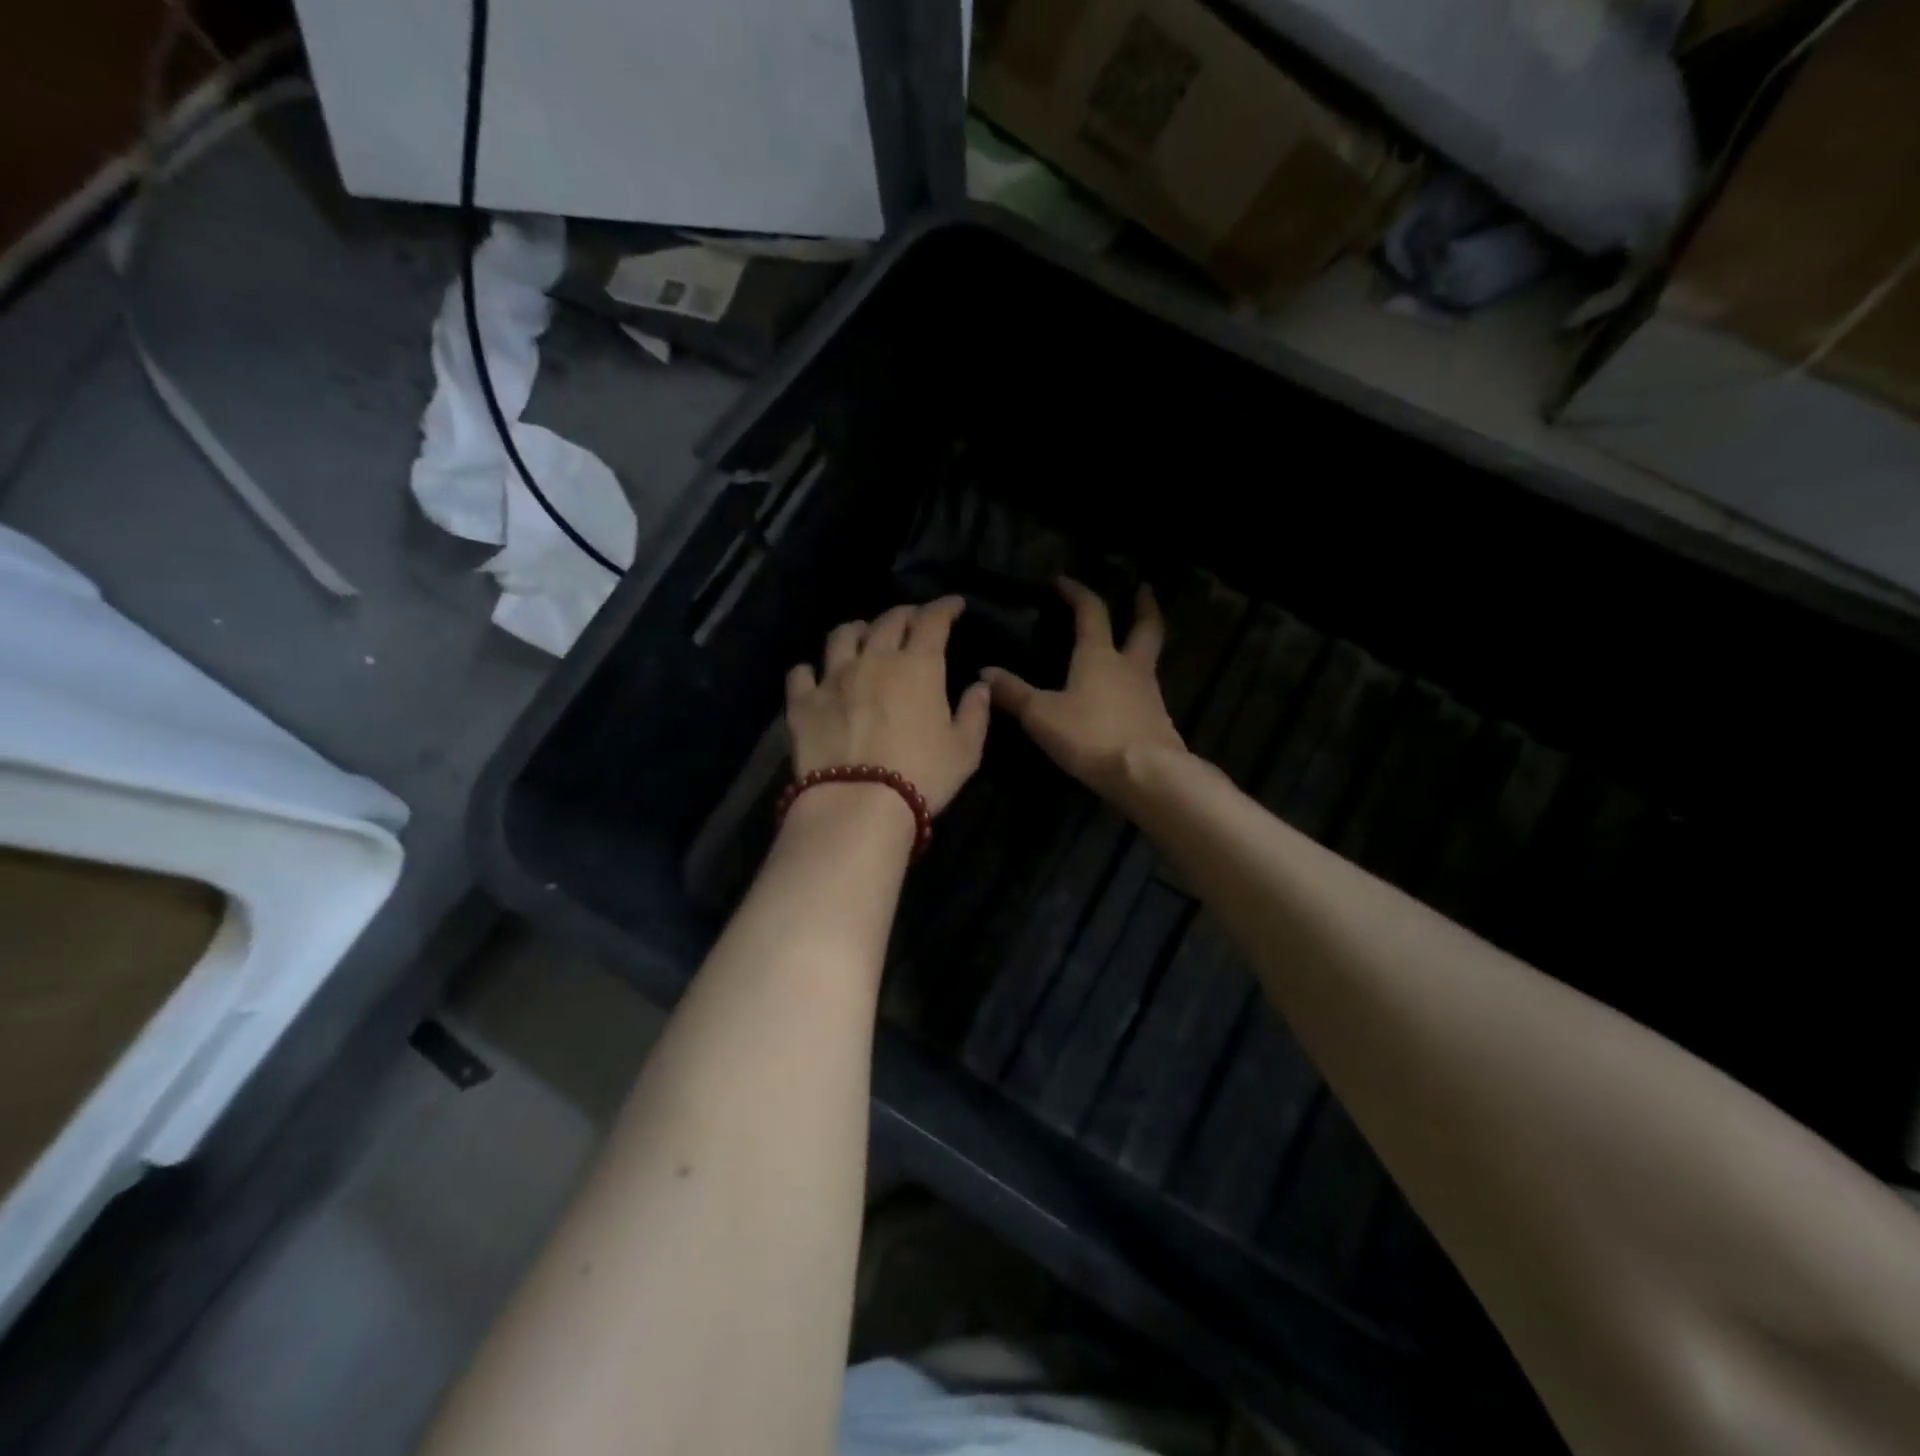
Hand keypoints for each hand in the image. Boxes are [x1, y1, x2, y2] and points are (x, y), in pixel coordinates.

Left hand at [786, 597, 991, 815]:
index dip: (944, 607)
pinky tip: (815, 675)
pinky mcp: (803, 702)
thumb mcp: (965, 749)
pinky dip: (811, 670)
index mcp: (918, 666)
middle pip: (888, 621)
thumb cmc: (923, 775)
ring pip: (843, 636)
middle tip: (914, 620)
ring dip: (859, 630)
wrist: (859, 804)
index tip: (953, 605)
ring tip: (864, 636)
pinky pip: (801, 673)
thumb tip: (980, 685)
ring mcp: (833, 678)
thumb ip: (975, 712)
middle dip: (905, 614)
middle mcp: (874, 660)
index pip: (933, 620)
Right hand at [983, 578, 1184, 801]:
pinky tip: (1129, 694)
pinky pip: (1148, 690)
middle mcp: (1130, 667)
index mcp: (1099, 655)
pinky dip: (1139, 682)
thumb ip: (1014, 693)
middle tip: (1144, 589)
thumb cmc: (1090, 736)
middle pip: (1145, 627)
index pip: (1091, 611)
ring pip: (1150, 658)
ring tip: (1134, 641)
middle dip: (1144, 606)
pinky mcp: (1158, 721)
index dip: (1076, 592)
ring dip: (1144, 643)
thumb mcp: (1041, 716)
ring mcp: (1149, 693)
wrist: (1146, 774)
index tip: (1063, 581)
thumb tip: (985, 672)